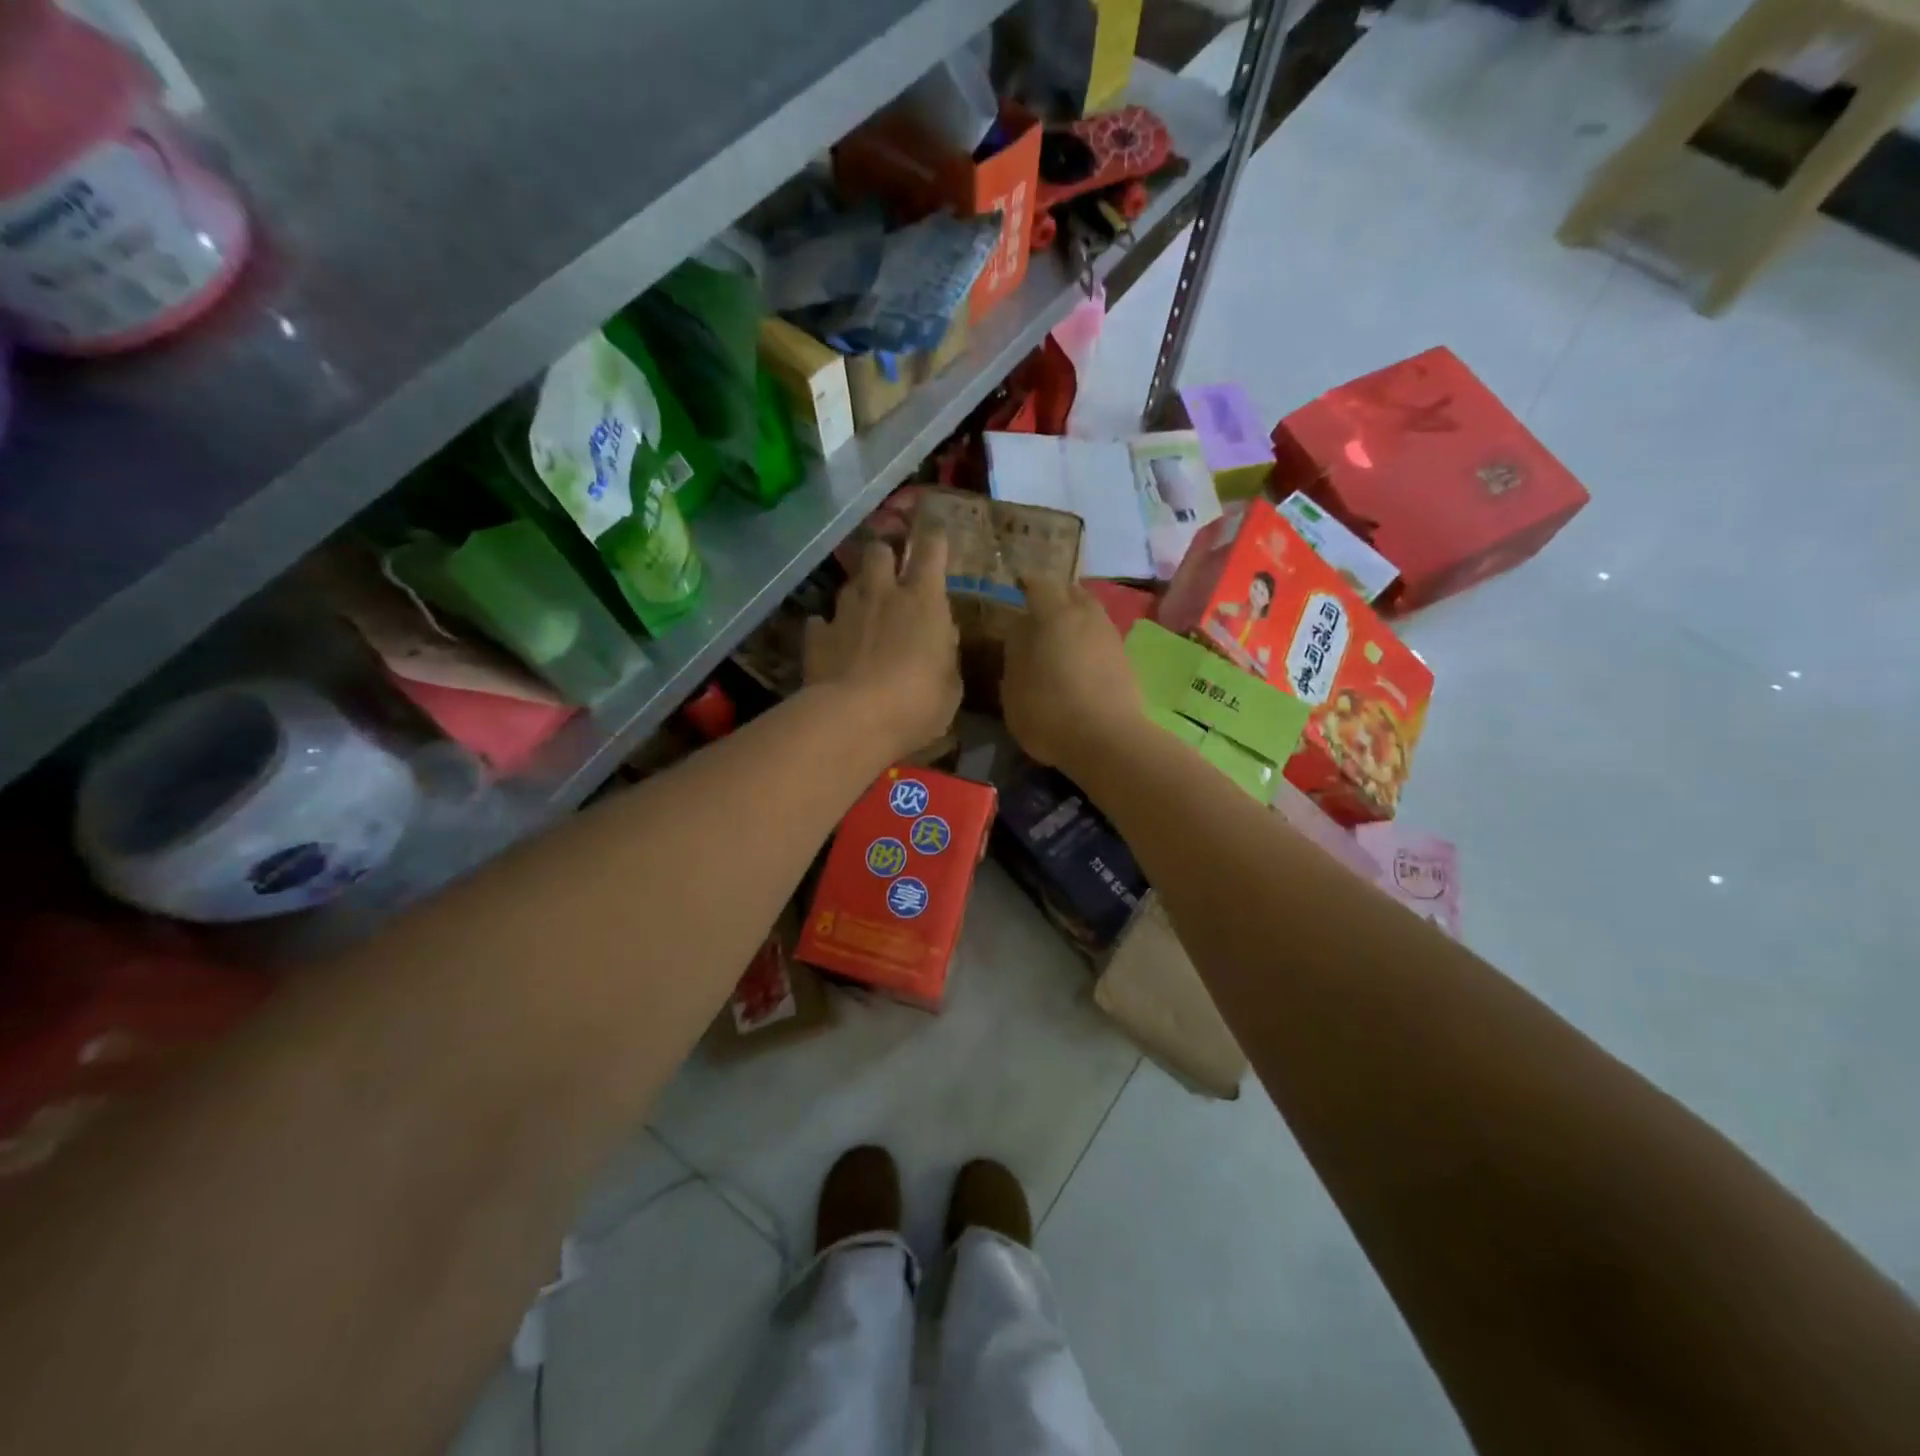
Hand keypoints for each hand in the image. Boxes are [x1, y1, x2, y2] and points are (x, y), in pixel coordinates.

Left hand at [805, 521, 960, 758]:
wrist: (853, 720)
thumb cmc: (917, 703)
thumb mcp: (950, 686)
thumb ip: (946, 654)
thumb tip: (942, 637)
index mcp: (924, 600)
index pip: (931, 549)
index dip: (933, 538)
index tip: (935, 534)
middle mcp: (882, 594)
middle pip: (879, 551)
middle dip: (886, 555)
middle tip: (892, 572)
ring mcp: (845, 612)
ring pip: (850, 584)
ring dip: (859, 593)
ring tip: (864, 613)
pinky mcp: (816, 636)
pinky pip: (820, 622)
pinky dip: (827, 629)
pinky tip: (832, 643)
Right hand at [1001, 576, 1144, 769]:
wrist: (1109, 742)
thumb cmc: (1049, 711)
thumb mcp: (1014, 685)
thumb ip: (1015, 651)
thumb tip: (1020, 629)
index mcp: (1057, 615)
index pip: (1040, 584)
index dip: (1026, 583)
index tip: (1016, 586)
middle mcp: (1088, 617)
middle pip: (1072, 592)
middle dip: (1055, 596)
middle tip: (1037, 610)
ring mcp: (1111, 638)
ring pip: (1091, 614)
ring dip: (1074, 619)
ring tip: (1057, 637)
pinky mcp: (1125, 662)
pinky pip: (1100, 638)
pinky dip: (1087, 640)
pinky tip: (1076, 660)